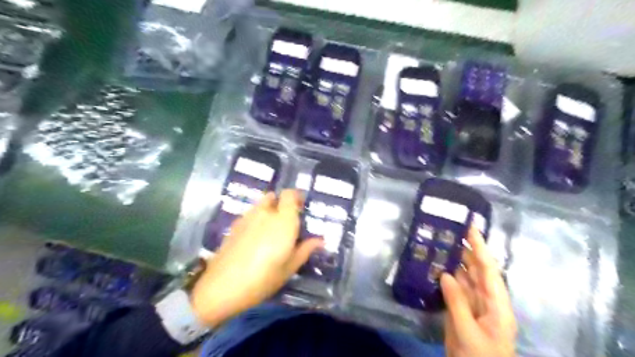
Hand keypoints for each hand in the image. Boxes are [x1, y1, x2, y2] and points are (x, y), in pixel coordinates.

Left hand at [189, 192, 322, 326]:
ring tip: (271, 230)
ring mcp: (247, 217)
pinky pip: (250, 214)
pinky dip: (256, 218)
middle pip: (275, 196)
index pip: (290, 194)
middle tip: (287, 221)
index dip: (296, 197)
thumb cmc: (263, 278)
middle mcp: (265, 213)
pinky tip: (255, 237)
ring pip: (261, 204)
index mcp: (283, 220)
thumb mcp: (289, 267)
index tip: (301, 207)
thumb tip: (320, 240)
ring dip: (269, 210)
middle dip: (282, 204)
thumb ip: (305, 250)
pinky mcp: (235, 225)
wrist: (222, 286)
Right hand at [443, 226, 514, 356]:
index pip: (489, 270)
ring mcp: (475, 306)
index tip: (471, 228)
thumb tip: (445, 274)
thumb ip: (457, 302)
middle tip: (450, 232)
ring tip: (440, 245)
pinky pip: (456, 290)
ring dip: (455, 263)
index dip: (481, 247)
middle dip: (467, 250)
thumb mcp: (467, 332)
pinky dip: (447, 279)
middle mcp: (488, 301)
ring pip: (465, 278)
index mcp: (497, 305)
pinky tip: (436, 269)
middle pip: (478, 270)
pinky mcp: (463, 312)